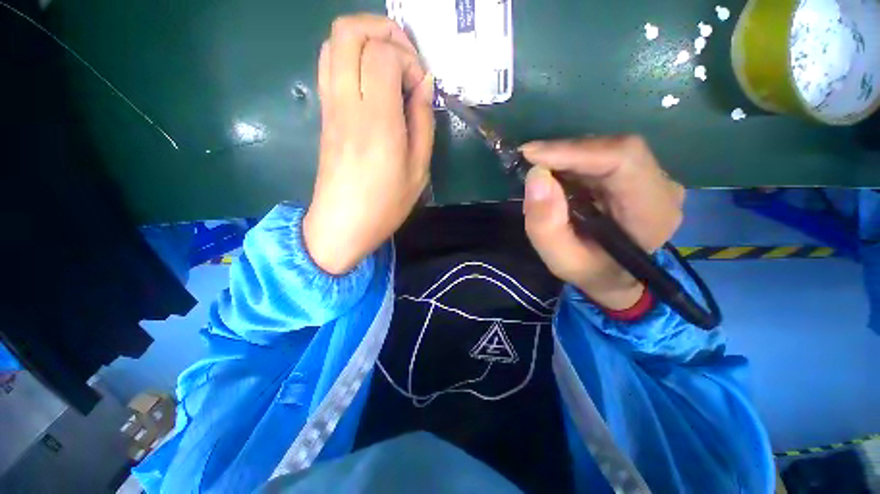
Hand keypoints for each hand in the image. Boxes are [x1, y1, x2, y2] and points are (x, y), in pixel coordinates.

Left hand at [303, 14, 434, 274]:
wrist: (342, 225)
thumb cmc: (385, 205)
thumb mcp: (419, 171)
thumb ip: (424, 123)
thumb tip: (424, 86)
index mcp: (377, 122)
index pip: (383, 54)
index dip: (407, 59)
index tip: (420, 87)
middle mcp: (347, 104)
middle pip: (348, 31)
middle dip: (383, 30)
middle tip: (406, 58)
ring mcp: (330, 106)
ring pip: (334, 42)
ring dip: (365, 40)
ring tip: (391, 67)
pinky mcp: (324, 114)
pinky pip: (331, 66)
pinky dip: (353, 58)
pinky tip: (374, 84)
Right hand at [521, 136, 684, 309]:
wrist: (615, 277)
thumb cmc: (590, 272)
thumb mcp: (560, 259)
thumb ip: (545, 224)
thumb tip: (535, 176)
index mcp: (652, 212)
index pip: (623, 160)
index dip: (575, 151)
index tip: (531, 154)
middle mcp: (662, 187)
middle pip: (614, 149)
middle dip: (565, 153)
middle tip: (528, 162)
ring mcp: (654, 178)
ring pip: (607, 149)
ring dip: (567, 158)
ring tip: (539, 174)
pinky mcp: (639, 175)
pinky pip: (603, 156)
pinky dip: (573, 162)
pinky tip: (555, 176)